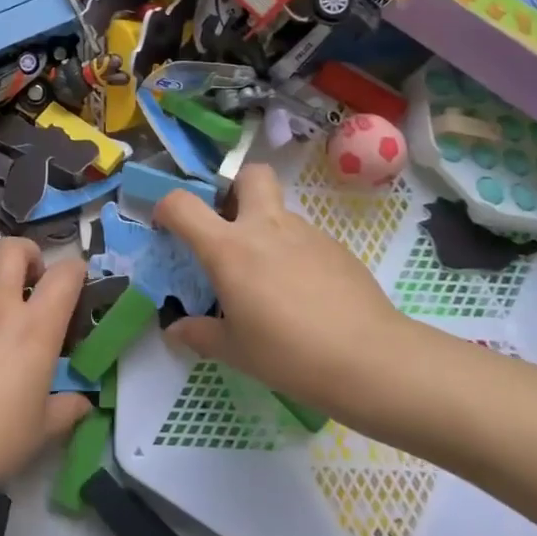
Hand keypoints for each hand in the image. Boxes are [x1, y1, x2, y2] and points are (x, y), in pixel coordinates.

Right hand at [153, 164, 414, 412]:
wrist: (371, 360)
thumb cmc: (288, 354)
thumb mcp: (235, 351)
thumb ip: (199, 334)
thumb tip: (175, 330)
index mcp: (229, 248)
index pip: (183, 204)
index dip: (166, 207)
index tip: (165, 227)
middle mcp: (266, 228)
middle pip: (250, 176)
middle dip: (234, 188)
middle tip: (229, 227)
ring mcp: (306, 233)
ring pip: (279, 212)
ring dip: (266, 230)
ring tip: (269, 280)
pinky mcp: (337, 248)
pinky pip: (305, 239)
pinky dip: (294, 254)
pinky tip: (303, 295)